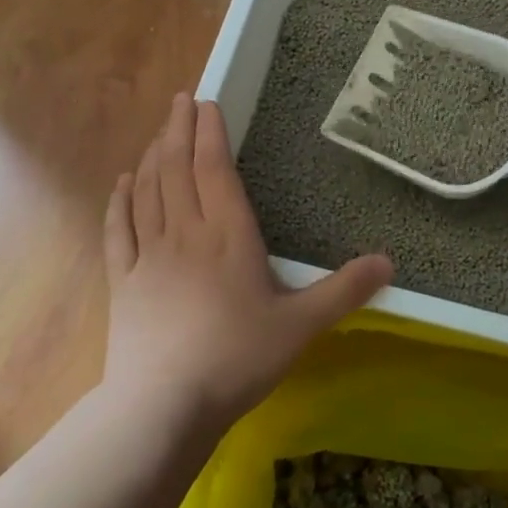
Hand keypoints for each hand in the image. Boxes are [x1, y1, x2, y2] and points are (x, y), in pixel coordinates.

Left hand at [103, 93, 393, 434]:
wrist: (162, 407)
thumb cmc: (236, 359)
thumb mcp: (301, 326)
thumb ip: (344, 291)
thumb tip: (389, 261)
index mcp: (228, 236)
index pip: (215, 169)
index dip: (210, 133)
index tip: (206, 102)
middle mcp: (185, 233)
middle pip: (177, 169)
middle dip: (178, 129)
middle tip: (179, 100)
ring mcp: (148, 256)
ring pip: (147, 191)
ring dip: (152, 156)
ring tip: (158, 132)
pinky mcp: (122, 282)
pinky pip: (118, 230)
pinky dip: (119, 201)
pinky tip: (122, 183)